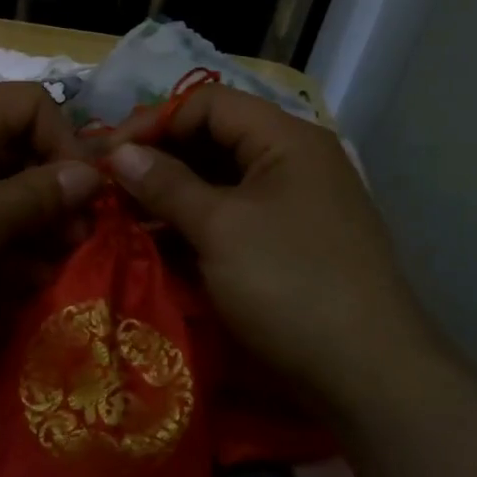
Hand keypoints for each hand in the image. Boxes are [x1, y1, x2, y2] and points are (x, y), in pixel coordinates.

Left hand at [0, 82, 99, 345]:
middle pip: (17, 152)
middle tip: (76, 243)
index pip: (36, 106)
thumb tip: (92, 173)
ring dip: (27, 229)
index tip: (84, 198)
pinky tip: (12, 284)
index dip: (68, 146)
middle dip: (52, 198)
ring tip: (50, 271)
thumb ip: (42, 195)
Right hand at [105, 85, 439, 401]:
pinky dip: (195, 224)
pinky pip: (233, 218)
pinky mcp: (289, 245)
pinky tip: (161, 243)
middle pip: (214, 139)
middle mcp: (293, 162)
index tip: (110, 156)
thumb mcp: (219, 228)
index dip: (155, 121)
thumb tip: (119, 152)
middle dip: (159, 159)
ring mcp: (294, 205)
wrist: (366, 373)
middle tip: (111, 188)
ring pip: (221, 182)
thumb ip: (166, 183)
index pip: (208, 103)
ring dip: (172, 195)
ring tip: (126, 218)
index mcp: (286, 140)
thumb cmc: (289, 283)